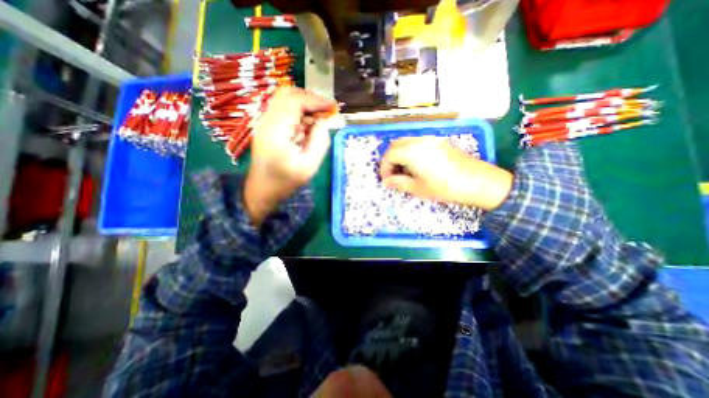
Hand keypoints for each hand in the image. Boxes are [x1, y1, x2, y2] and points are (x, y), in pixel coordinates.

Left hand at [245, 85, 337, 224]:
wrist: (261, 191)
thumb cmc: (285, 182)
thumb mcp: (309, 166)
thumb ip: (319, 142)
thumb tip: (324, 122)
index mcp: (276, 131)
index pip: (295, 101)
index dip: (316, 101)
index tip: (333, 107)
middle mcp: (267, 121)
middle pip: (288, 95)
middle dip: (310, 100)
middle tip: (326, 112)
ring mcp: (264, 123)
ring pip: (285, 101)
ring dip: (304, 107)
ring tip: (319, 121)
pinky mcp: (266, 128)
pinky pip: (283, 111)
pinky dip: (298, 114)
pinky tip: (306, 128)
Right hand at [379, 135, 512, 210]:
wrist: (477, 181)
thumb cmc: (444, 187)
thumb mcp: (418, 188)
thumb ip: (399, 182)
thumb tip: (387, 182)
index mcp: (411, 152)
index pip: (389, 155)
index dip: (384, 168)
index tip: (386, 180)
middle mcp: (419, 141)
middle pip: (396, 145)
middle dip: (390, 159)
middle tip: (392, 175)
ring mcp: (430, 139)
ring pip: (406, 142)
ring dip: (399, 155)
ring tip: (403, 171)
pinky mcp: (438, 142)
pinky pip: (417, 143)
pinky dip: (410, 152)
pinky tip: (415, 165)